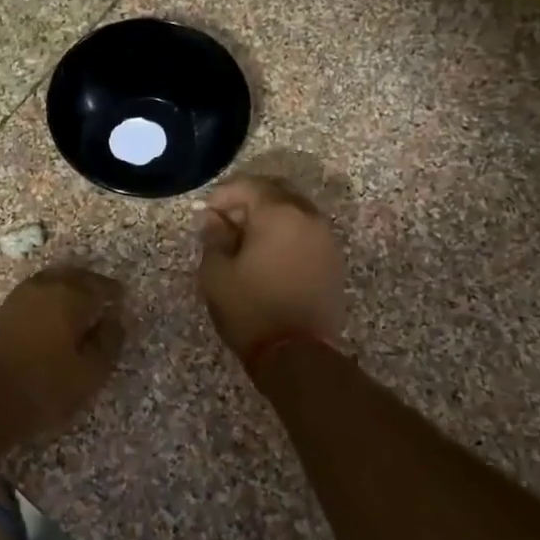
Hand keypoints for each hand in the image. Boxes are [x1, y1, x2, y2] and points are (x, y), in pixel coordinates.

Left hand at [0, 265, 126, 447]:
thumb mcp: (90, 373)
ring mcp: (19, 296)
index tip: (123, 300)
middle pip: (74, 276)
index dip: (113, 292)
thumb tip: (115, 318)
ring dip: (68, 288)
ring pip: (51, 281)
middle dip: (91, 284)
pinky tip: (53, 317)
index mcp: (69, 297)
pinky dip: (49, 297)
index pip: (99, 285)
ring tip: (80, 307)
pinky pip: (35, 293)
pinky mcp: (2, 310)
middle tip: (103, 298)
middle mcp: (43, 287)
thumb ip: (108, 341)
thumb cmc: (44, 389)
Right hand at [197, 175, 345, 365]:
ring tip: (245, 238)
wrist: (296, 353)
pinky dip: (286, 233)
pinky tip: (268, 254)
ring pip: (294, 211)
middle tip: (225, 219)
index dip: (223, 194)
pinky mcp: (333, 260)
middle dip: (249, 200)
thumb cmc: (250, 308)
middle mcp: (307, 217)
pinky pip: (306, 232)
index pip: (249, 186)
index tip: (205, 211)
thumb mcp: (216, 272)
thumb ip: (214, 236)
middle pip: (276, 192)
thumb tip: (212, 217)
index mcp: (278, 213)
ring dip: (269, 217)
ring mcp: (326, 239)